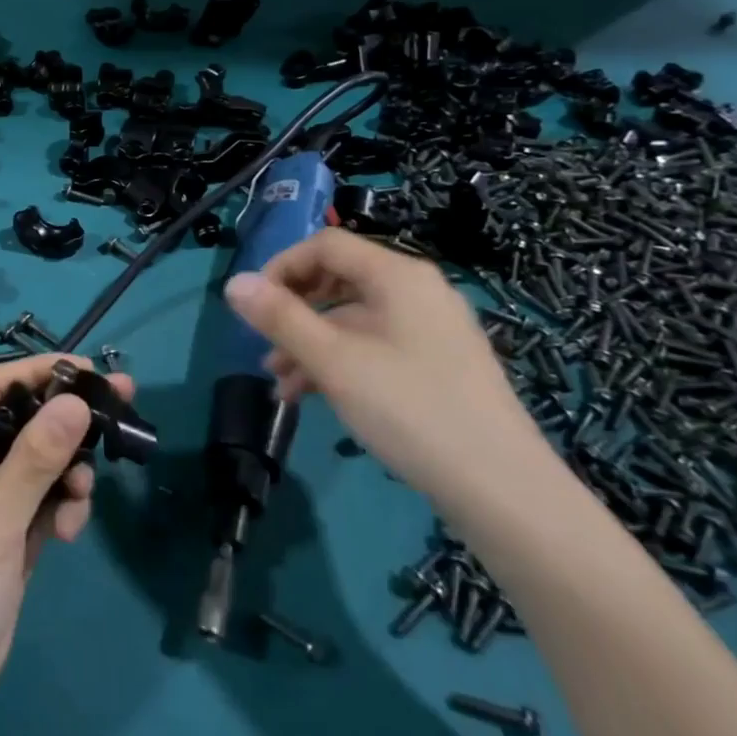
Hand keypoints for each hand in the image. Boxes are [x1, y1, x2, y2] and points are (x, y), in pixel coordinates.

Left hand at [0, 354, 133, 735]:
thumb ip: (36, 457)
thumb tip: (75, 400)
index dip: (37, 372)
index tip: (89, 370)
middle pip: (17, 425)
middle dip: (64, 423)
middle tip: (118, 412)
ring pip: (33, 465)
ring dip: (64, 474)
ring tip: (82, 498)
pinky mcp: (0, 538)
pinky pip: (36, 503)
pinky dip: (58, 509)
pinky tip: (70, 532)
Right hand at [224, 229, 557, 522]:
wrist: (503, 490)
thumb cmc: (410, 410)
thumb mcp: (333, 361)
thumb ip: (280, 317)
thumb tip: (233, 282)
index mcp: (397, 275)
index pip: (326, 245)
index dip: (282, 267)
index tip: (253, 306)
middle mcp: (418, 290)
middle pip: (340, 279)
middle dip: (294, 309)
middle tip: (263, 343)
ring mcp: (432, 329)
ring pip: (355, 318)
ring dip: (311, 342)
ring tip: (280, 382)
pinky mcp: (439, 364)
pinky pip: (376, 345)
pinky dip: (341, 361)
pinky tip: (314, 396)